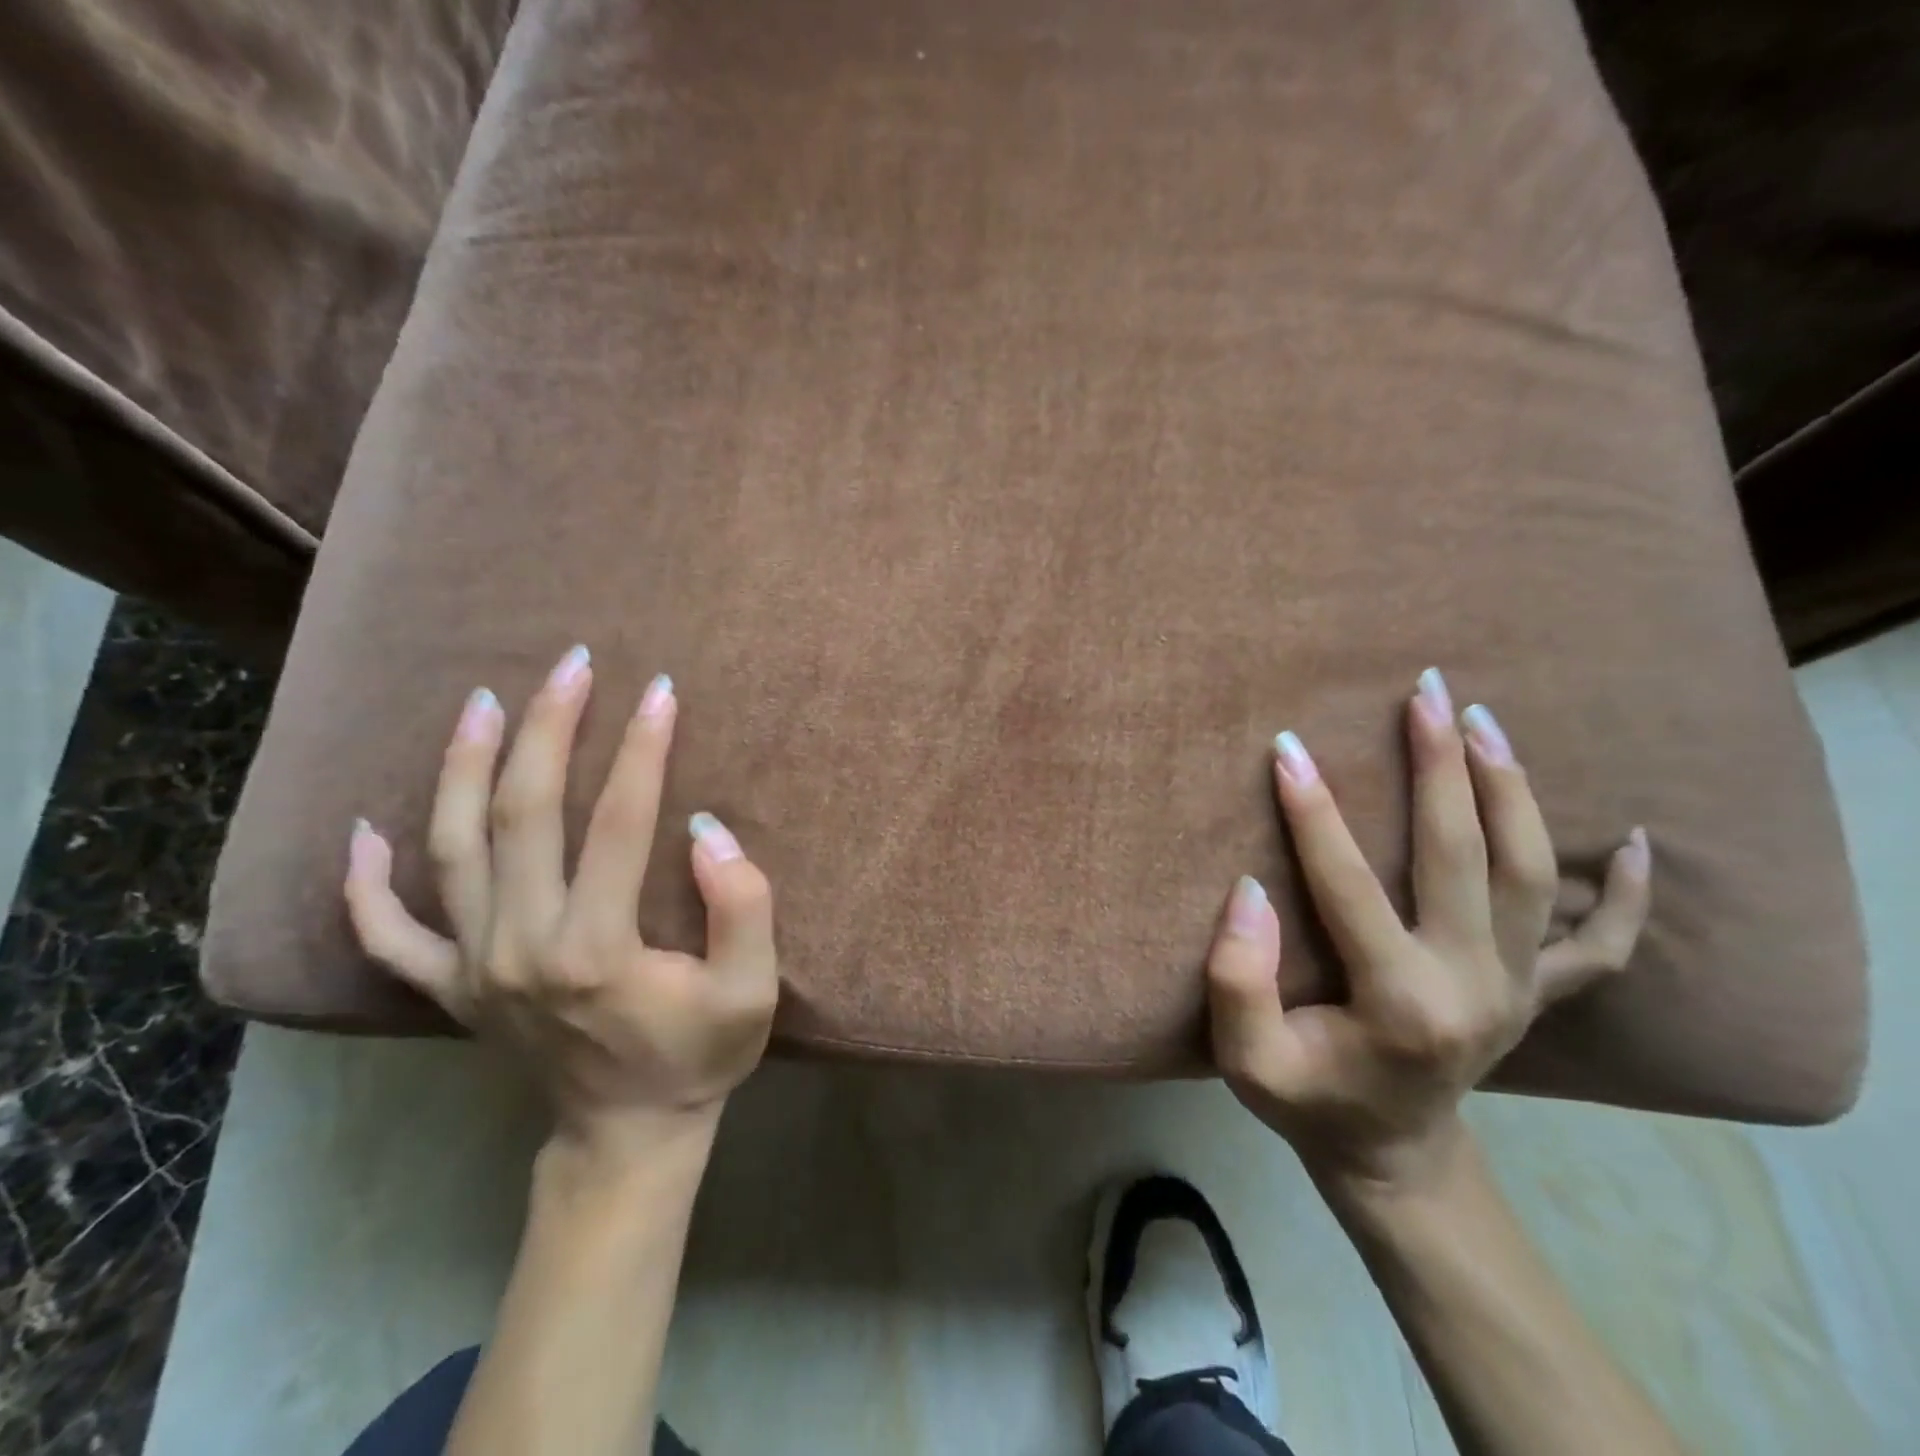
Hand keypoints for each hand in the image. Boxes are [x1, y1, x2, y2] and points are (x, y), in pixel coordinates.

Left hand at [344, 646, 778, 1153]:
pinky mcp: (450, 988)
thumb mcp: (751, 992)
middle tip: (573, 664)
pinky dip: (366, 883)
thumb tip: (707, 829)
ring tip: (483, 703)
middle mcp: (520, 946)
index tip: (662, 690)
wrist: (625, 1137)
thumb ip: (743, 908)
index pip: (620, 821)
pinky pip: (388, 933)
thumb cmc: (698, 1059)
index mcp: (596, 947)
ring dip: (465, 766)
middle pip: (524, 812)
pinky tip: (363, 832)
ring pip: (452, 848)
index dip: (644, 748)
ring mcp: (472, 967)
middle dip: (551, 727)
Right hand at [1206, 669, 1650, 1195]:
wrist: (1391, 1158)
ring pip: (1529, 872)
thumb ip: (1238, 979)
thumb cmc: (1308, 1103)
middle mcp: (1473, 983)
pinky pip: (1600, 944)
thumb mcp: (1248, 1060)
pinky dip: (1624, 894)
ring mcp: (1517, 987)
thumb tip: (1251, 890)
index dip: (1312, 812)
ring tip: (1485, 722)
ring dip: (1509, 790)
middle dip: (1439, 765)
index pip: (1346, 883)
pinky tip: (1638, 843)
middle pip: (1461, 853)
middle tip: (1423, 693)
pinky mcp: (1537, 995)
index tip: (1288, 747)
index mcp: (1399, 1000)